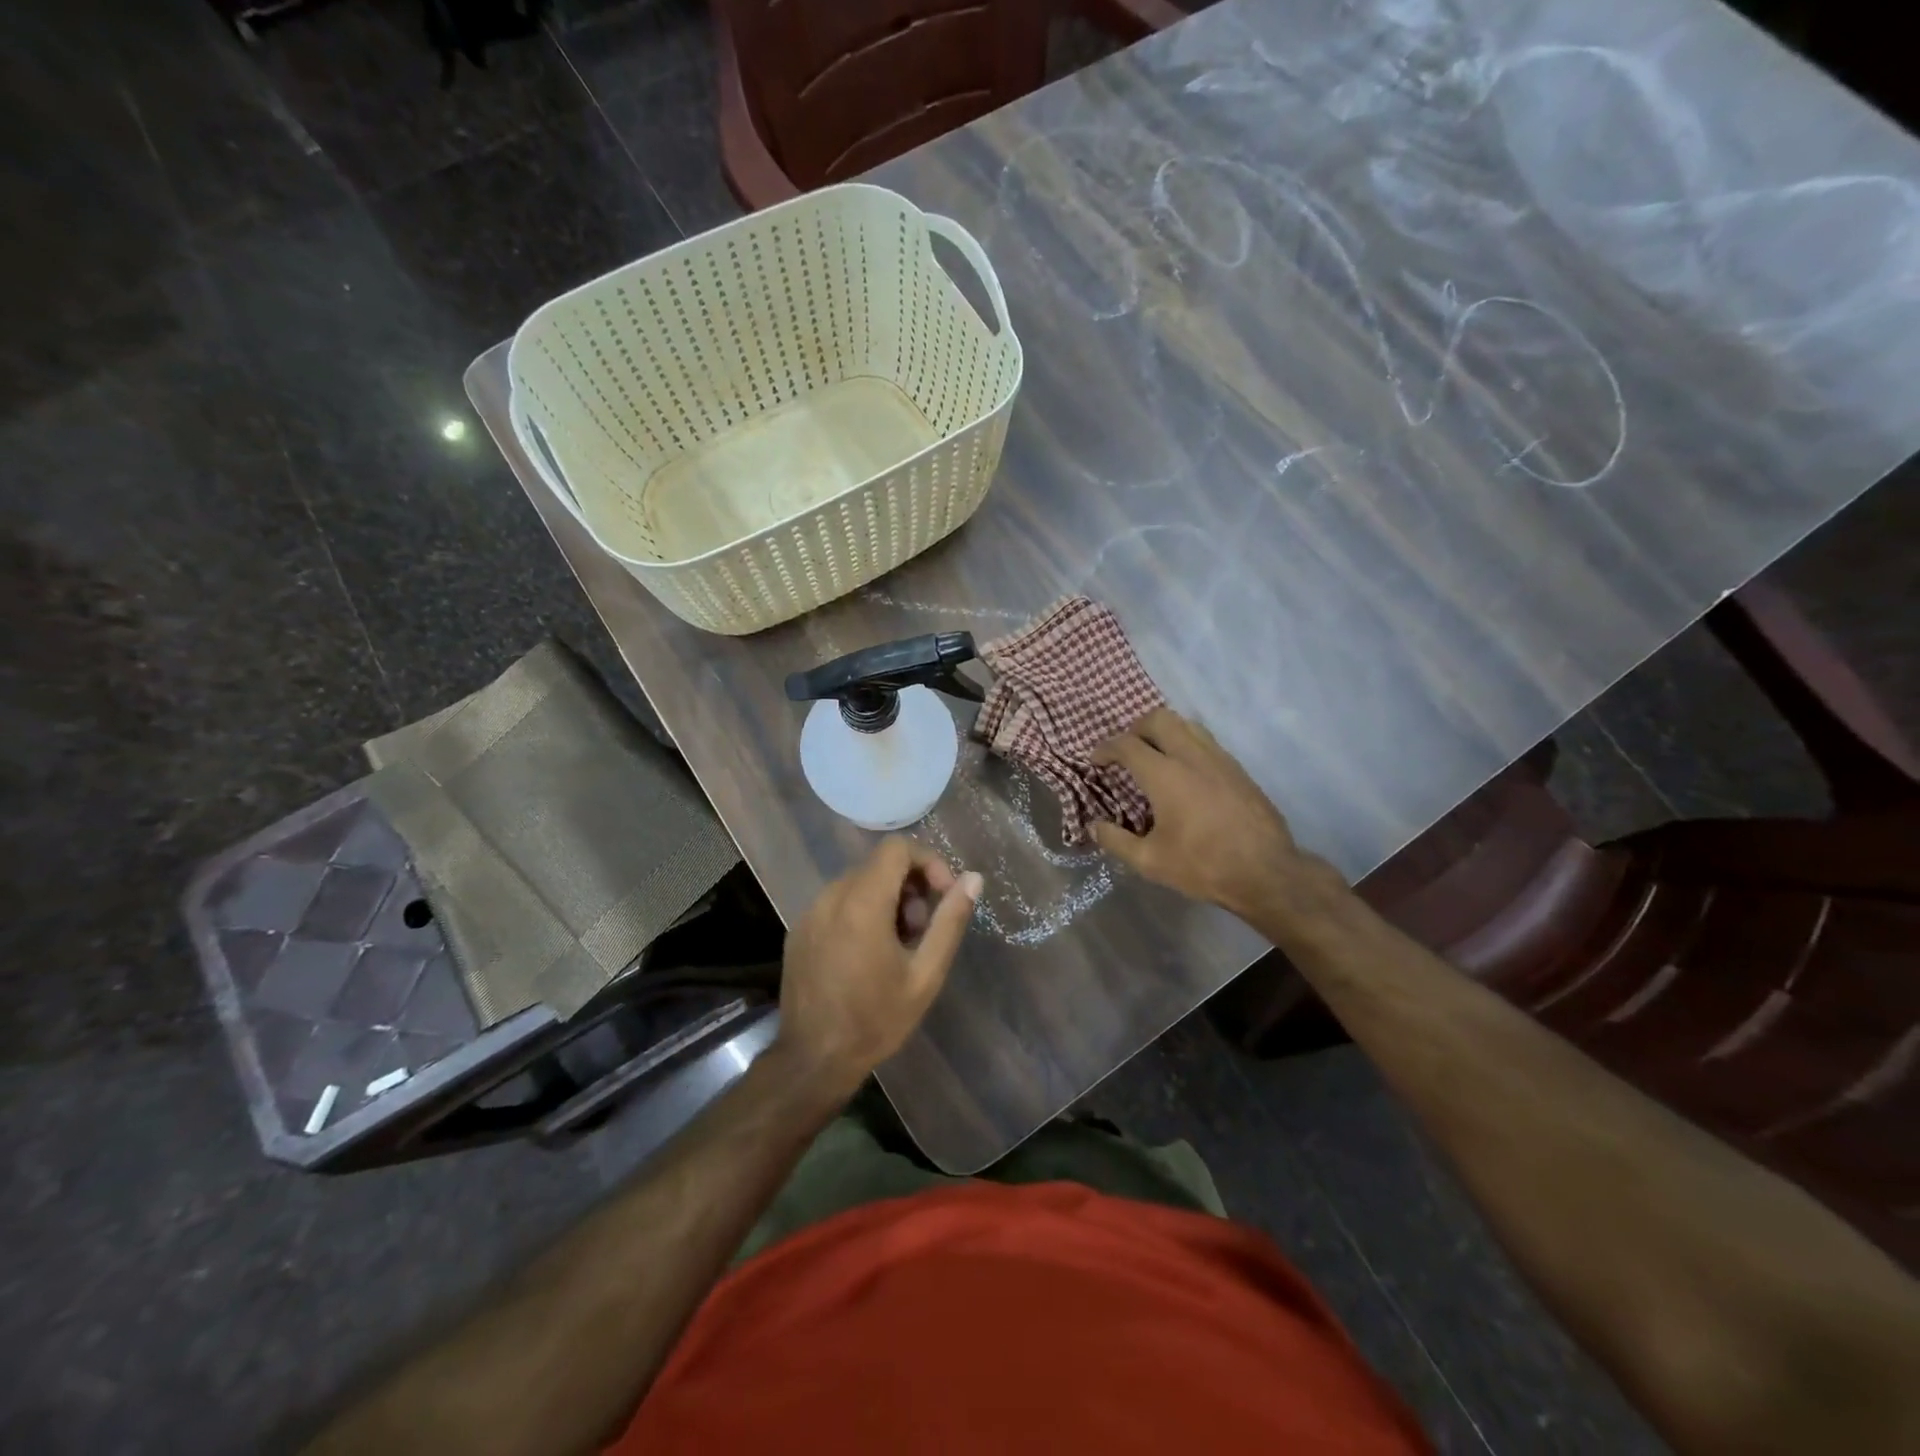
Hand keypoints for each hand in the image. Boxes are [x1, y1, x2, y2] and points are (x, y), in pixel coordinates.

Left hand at [773, 838, 982, 1105]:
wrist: (813, 1060)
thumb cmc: (876, 1019)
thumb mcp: (925, 974)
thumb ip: (950, 921)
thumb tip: (973, 879)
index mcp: (862, 902)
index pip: (897, 849)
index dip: (928, 862)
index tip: (942, 896)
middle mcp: (831, 896)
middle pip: (879, 865)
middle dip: (910, 888)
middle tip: (922, 931)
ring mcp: (810, 912)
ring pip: (858, 883)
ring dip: (886, 900)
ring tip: (898, 946)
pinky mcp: (799, 930)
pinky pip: (837, 902)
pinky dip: (860, 912)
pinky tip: (868, 955)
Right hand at [1090, 708, 1341, 928]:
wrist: (1266, 872)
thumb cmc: (1203, 866)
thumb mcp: (1150, 861)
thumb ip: (1116, 841)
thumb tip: (1094, 826)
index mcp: (1165, 775)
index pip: (1127, 744)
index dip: (1106, 748)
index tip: (1097, 761)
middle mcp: (1191, 756)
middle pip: (1158, 719)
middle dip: (1136, 728)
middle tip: (1127, 751)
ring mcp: (1219, 759)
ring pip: (1186, 724)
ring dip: (1164, 731)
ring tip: (1155, 755)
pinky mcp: (1238, 769)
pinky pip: (1206, 741)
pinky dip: (1187, 744)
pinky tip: (1186, 772)